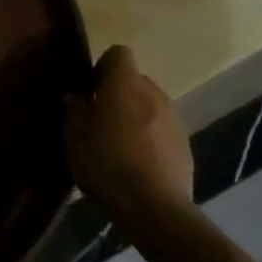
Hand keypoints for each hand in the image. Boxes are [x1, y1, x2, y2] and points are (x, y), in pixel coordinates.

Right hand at [66, 45, 193, 240]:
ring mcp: (174, 118)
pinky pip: (162, 127)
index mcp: (125, 84)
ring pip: (149, 104)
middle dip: (118, 92)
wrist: (155, 208)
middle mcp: (153, 93)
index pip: (119, 53)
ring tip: (120, 141)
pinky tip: (138, 160)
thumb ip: (75, 111)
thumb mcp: (75, 138)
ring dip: (135, 114)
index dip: (103, 66)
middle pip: (134, 79)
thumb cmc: (107, 164)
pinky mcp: (186, 144)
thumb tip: (77, 96)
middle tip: (100, 117)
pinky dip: (150, 135)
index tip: (91, 89)